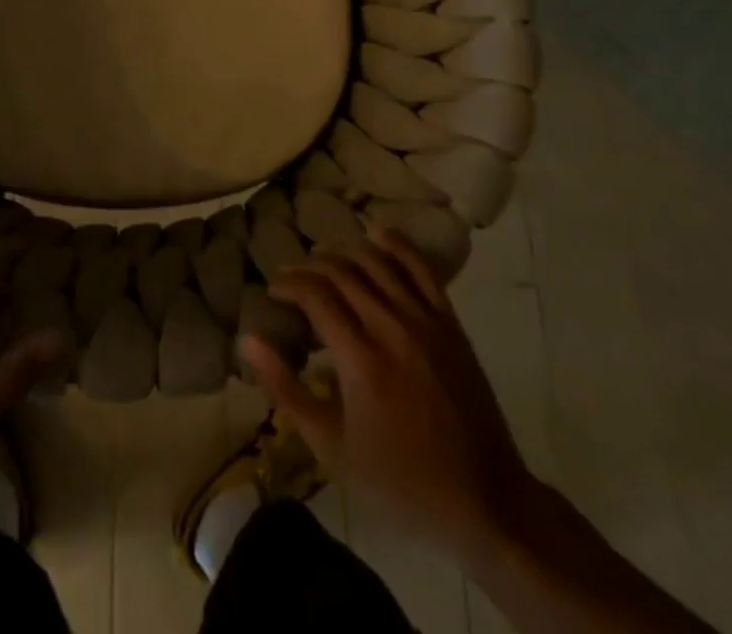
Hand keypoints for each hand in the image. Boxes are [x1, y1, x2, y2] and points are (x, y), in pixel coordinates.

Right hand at [242, 225, 537, 554]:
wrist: (483, 498)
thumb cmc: (399, 479)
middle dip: (310, 267)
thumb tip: (248, 340)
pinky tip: (376, 234)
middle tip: (293, 277)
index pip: (315, 296)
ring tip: (325, 261)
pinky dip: (395, 245)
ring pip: (376, 262)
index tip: (274, 291)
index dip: (289, 284)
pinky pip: (420, 267)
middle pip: (341, 273)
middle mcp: (391, 328)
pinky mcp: (449, 321)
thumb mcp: (331, 448)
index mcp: (360, 360)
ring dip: (345, 252)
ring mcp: (425, 320)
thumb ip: (286, 389)